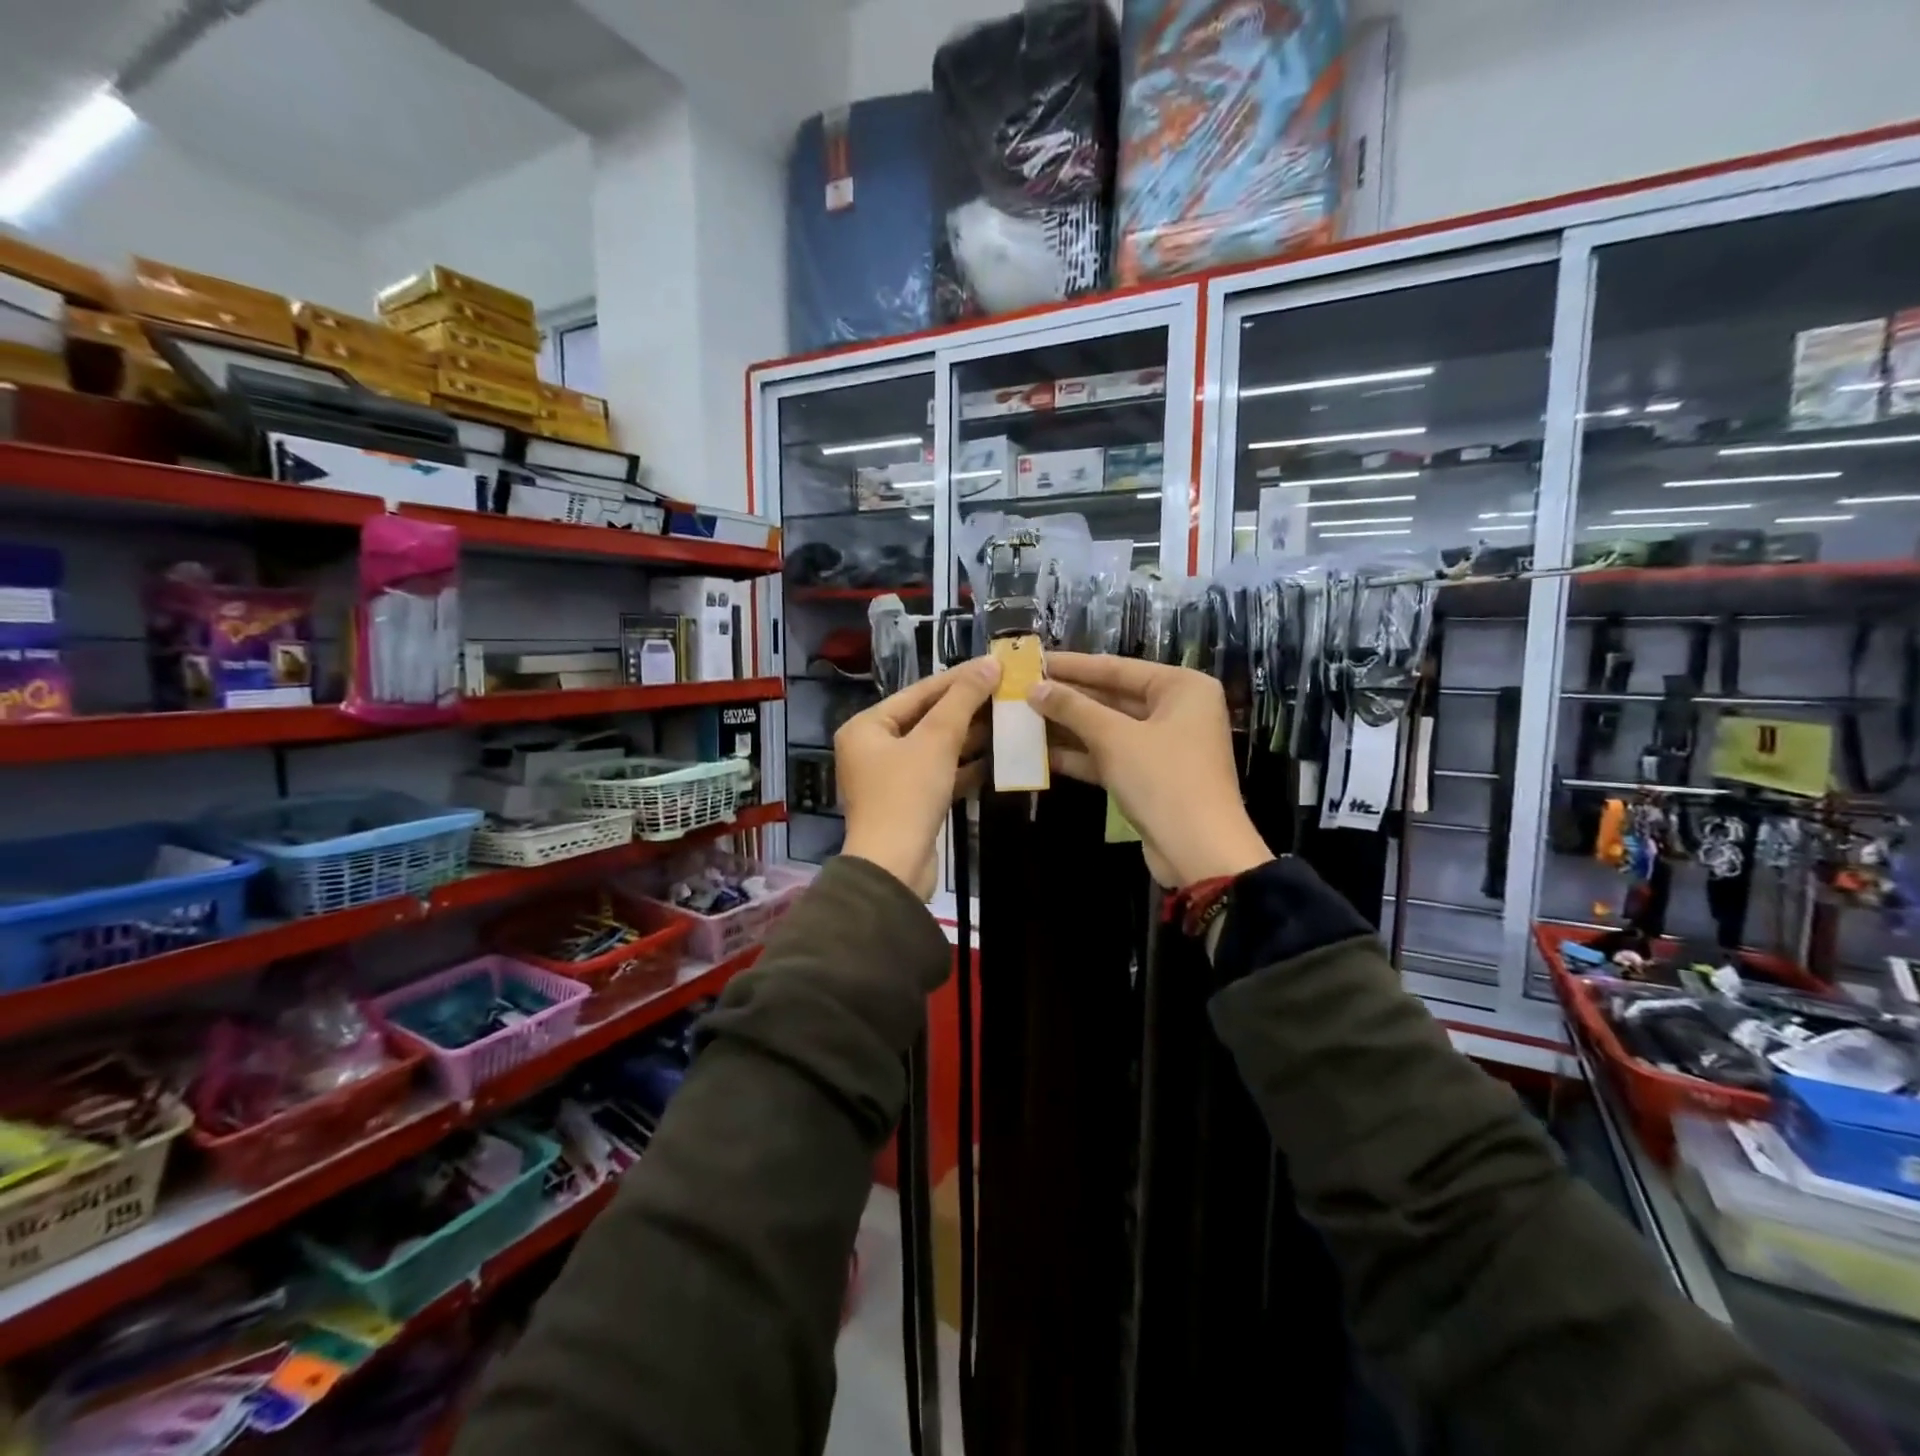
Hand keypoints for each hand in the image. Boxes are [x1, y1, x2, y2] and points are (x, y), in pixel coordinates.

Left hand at [836, 658, 999, 897]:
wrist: (894, 867)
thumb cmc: (907, 794)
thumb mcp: (936, 740)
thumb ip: (963, 700)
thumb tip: (989, 663)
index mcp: (866, 726)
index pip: (919, 692)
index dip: (959, 678)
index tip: (994, 664)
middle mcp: (873, 748)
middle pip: (927, 719)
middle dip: (967, 708)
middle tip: (1006, 692)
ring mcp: (891, 778)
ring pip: (936, 748)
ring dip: (970, 737)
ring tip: (1008, 720)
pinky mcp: (910, 803)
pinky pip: (940, 774)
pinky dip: (965, 766)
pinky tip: (998, 757)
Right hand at [1029, 652, 1272, 887]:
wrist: (1199, 851)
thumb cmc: (1163, 779)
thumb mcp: (1114, 738)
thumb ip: (1073, 709)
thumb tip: (1034, 688)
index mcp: (1182, 688)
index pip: (1117, 668)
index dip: (1072, 666)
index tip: (1034, 661)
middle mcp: (1177, 711)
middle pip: (1112, 697)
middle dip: (1067, 698)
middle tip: (1022, 690)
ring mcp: (1164, 746)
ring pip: (1108, 729)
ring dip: (1068, 727)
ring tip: (1022, 719)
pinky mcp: (1150, 777)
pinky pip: (1111, 756)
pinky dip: (1080, 755)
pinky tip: (1040, 754)